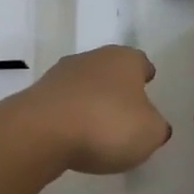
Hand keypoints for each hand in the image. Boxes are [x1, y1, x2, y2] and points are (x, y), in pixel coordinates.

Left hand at [13, 45, 171, 174]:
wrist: (42, 131)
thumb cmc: (107, 125)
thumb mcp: (150, 133)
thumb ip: (156, 126)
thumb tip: (151, 123)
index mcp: (125, 59)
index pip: (141, 62)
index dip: (145, 75)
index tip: (147, 86)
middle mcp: (92, 58)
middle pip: (110, 70)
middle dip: (117, 88)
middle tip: (125, 112)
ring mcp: (61, 74)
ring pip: (84, 85)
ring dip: (91, 101)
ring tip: (98, 128)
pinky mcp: (38, 95)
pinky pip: (63, 104)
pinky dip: (70, 116)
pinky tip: (73, 136)